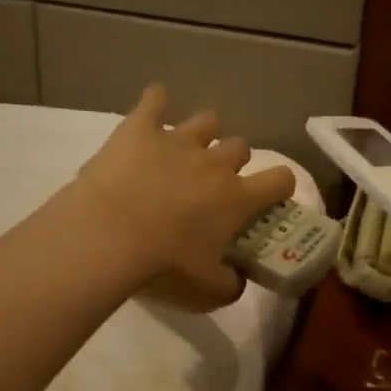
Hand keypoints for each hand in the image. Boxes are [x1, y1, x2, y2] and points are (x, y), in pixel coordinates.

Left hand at [75, 85, 295, 310]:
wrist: (108, 236)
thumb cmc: (164, 265)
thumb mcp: (206, 291)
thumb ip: (231, 284)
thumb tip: (238, 279)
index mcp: (237, 198)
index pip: (281, 179)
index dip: (280, 185)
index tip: (268, 196)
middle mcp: (215, 163)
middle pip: (241, 146)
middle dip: (232, 162)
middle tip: (211, 184)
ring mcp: (179, 140)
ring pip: (207, 120)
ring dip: (202, 134)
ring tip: (184, 150)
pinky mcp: (141, 128)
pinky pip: (154, 99)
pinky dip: (155, 103)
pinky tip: (151, 111)